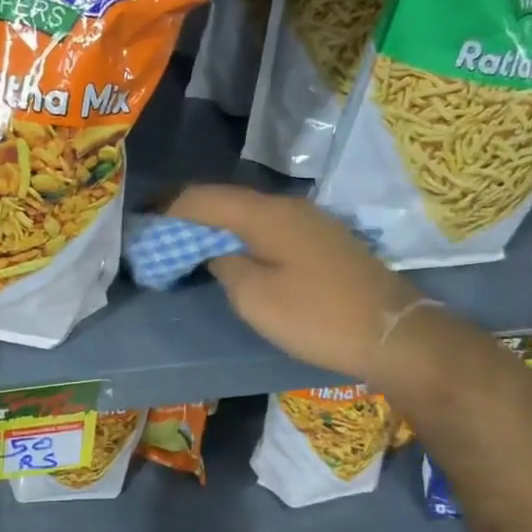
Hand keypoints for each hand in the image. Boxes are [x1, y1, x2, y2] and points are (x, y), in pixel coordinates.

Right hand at [165, 185, 422, 382]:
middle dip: (188, 212)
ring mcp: (309, 221)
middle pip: (226, 200)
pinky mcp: (322, 240)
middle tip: (155, 229)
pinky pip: (268, 226)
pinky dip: (239, 234)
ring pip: (248, 212)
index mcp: (265, 214)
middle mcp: (287, 206)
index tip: (138, 216)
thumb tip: (217, 252)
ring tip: (184, 240)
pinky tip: (229, 250)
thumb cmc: (316, 316)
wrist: (392, 333)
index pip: (203, 198)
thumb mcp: (255, 298)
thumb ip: (225, 266)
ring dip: (214, 223)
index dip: (167, 205)